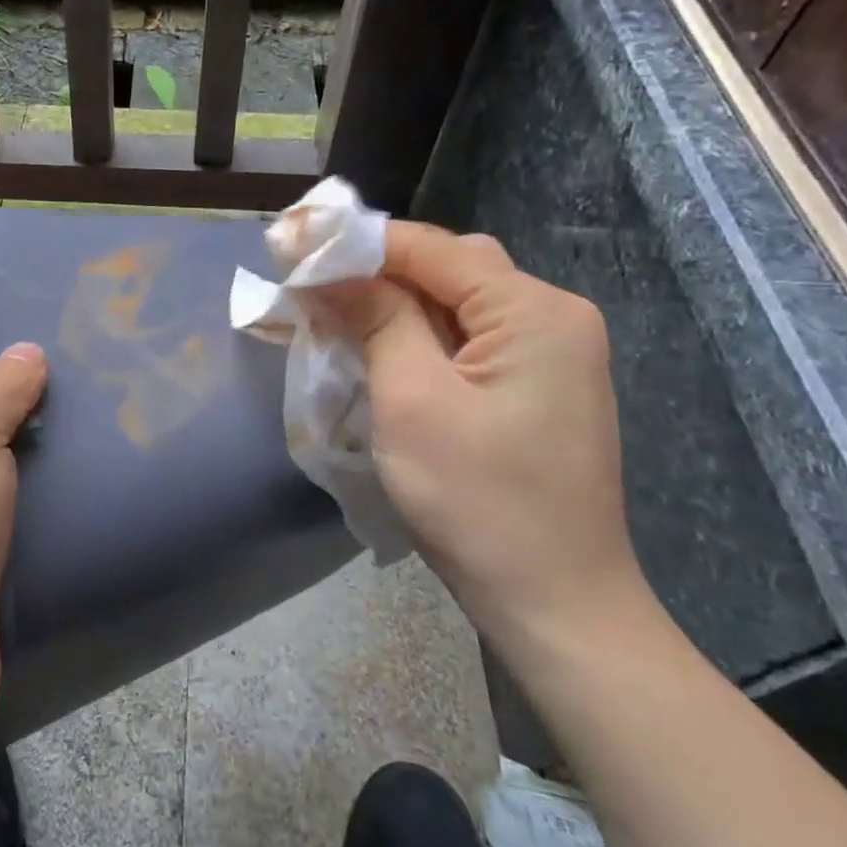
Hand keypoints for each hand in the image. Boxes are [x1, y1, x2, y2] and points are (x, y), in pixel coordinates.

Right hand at [314, 224, 644, 648]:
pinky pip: (468, 337)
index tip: (291, 245)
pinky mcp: (537, 386)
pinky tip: (378, 347)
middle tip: (309, 282)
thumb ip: (377, 319)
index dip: (357, 241)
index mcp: (533, 310)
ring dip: (393, 302)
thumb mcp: (412, 401)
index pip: (431, 247)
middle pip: (449, 267)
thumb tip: (330, 269)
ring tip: (331, 310)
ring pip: (456, 302)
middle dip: (375, 269)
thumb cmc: (479, 502)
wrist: (556, 604)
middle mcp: (553, 316)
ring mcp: (551, 353)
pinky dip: (418, 334)